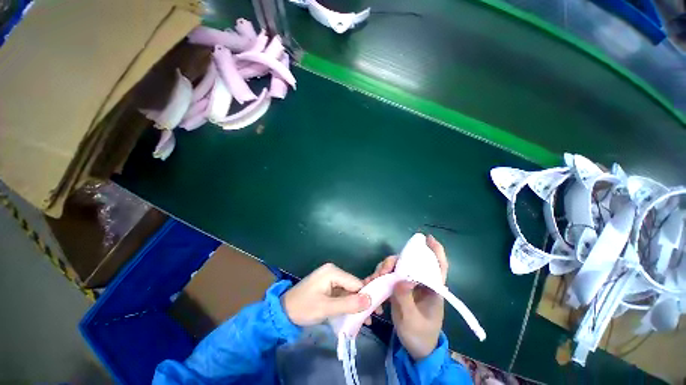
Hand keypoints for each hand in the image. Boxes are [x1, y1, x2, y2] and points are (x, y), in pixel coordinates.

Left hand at [282, 263, 370, 326]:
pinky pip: (341, 294)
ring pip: (348, 291)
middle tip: (369, 320)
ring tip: (364, 322)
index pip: (356, 282)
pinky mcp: (327, 286)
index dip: (366, 296)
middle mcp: (333, 271)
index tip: (375, 312)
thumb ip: (348, 304)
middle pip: (353, 286)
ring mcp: (330, 278)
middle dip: (361, 302)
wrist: (283, 312)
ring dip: (354, 305)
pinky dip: (346, 304)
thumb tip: (370, 300)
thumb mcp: (326, 308)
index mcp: (333, 272)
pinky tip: (352, 315)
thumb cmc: (303, 308)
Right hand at [364, 235, 448, 359]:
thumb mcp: (412, 320)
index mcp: (432, 289)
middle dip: (394, 261)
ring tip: (375, 278)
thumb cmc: (419, 335)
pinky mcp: (399, 288)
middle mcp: (420, 283)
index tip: (428, 238)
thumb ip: (406, 299)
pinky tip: (373, 282)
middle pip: (409, 262)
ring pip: (397, 267)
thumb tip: (401, 279)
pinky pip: (389, 275)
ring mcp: (408, 285)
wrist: (415, 349)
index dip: (436, 251)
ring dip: (384, 268)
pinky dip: (380, 275)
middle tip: (383, 270)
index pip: (438, 266)